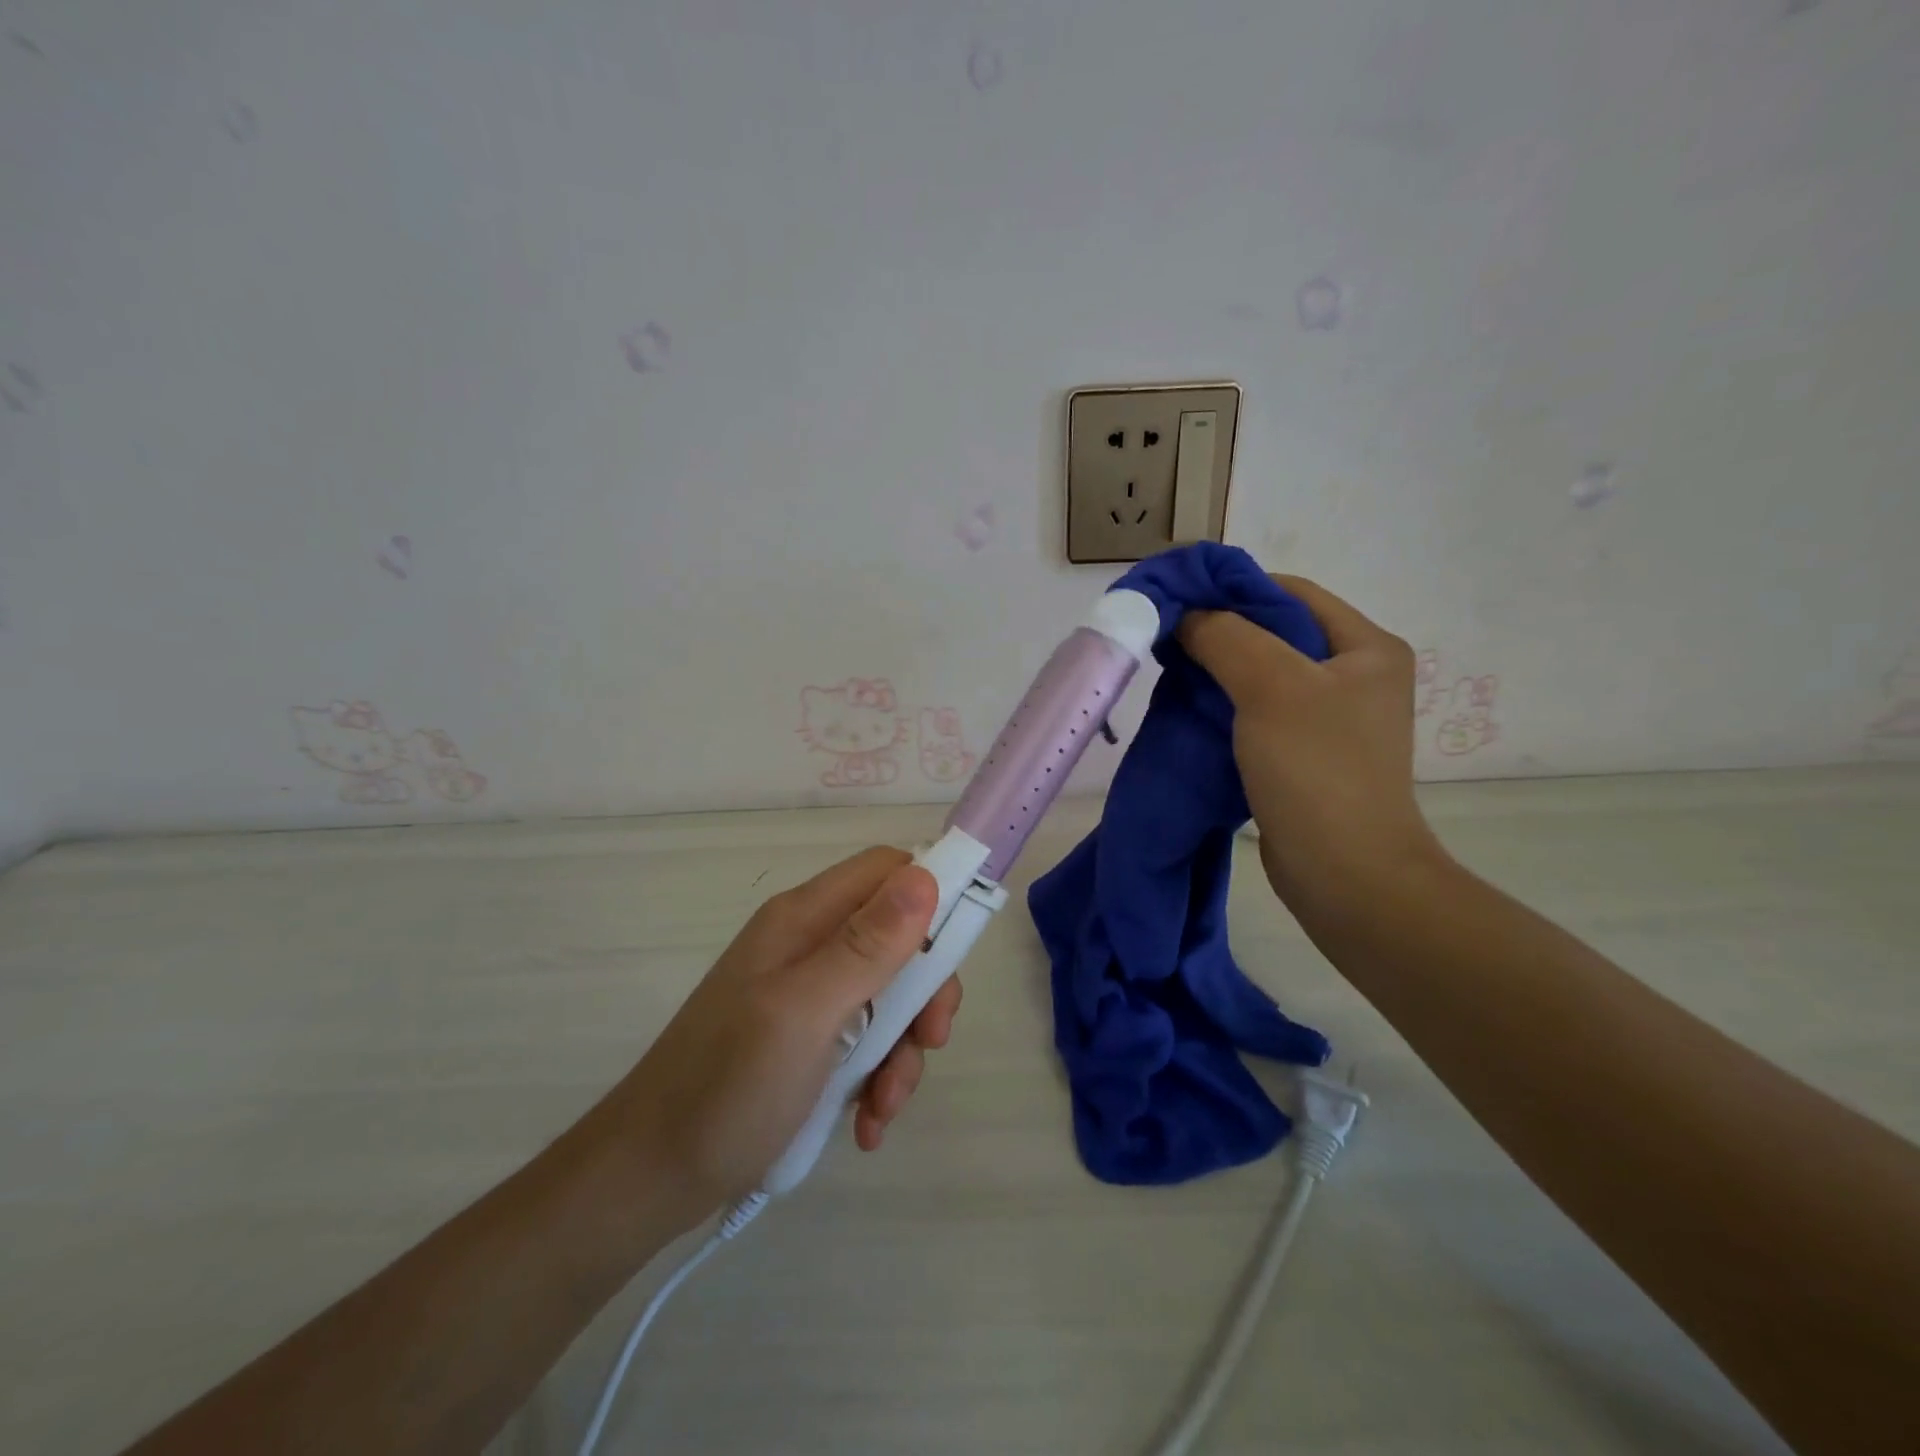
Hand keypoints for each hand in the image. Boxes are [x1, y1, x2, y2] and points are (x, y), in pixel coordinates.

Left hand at [607, 847, 959, 1227]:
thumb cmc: (727, 1088)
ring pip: (890, 995)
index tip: (956, 955)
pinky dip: (877, 1078)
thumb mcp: (805, 1013)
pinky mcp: (806, 1038)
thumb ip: (867, 945)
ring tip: (883, 1106)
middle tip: (929, 1041)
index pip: (887, 870)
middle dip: (924, 992)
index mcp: (805, 919)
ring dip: (902, 1049)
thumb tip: (925, 877)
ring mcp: (807, 993)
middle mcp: (809, 944)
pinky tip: (866, 1123)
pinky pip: (866, 1040)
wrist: (650, 1178)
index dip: (931, 897)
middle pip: (899, 937)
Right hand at [1178, 574, 1448, 912]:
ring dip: (1216, 670)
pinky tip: (1190, 710)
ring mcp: (1331, 718)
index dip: (1231, 589)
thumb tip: (1185, 614)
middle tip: (1167, 639)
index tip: (1176, 601)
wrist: (1345, 874)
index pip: (1289, 592)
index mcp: (1367, 647)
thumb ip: (1225, 636)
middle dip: (1218, 631)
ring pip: (1262, 673)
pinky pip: (1258, 712)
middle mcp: (1354, 675)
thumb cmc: (1316, 770)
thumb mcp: (1271, 687)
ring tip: (1171, 672)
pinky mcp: (1306, 754)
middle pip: (1275, 632)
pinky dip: (1224, 705)